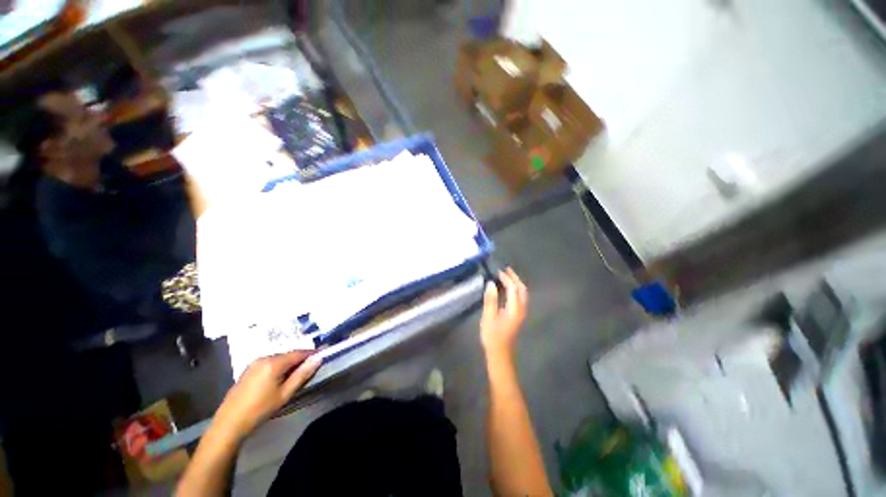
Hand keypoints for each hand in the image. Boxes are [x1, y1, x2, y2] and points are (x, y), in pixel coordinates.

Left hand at [213, 351, 320, 439]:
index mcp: (274, 362)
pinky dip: (279, 367)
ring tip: (296, 375)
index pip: (299, 352)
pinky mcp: (249, 369)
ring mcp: (254, 363)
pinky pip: (270, 363)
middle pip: (289, 354)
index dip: (311, 354)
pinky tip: (279, 378)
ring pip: (279, 358)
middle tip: (310, 369)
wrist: (229, 423)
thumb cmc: (260, 409)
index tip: (323, 356)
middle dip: (300, 359)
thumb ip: (302, 374)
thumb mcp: (285, 394)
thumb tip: (318, 358)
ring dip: (289, 363)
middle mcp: (264, 357)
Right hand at [480, 267, 527, 356]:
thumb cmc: (492, 336)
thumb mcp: (488, 317)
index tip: (498, 271)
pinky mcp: (518, 316)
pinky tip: (507, 289)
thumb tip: (491, 283)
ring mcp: (521, 313)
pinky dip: (515, 290)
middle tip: (506, 269)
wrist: (500, 354)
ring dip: (516, 283)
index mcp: (514, 309)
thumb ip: (490, 299)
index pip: (513, 288)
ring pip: (523, 294)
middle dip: (515, 278)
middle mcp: (521, 309)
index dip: (506, 278)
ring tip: (507, 276)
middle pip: (522, 289)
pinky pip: (520, 298)